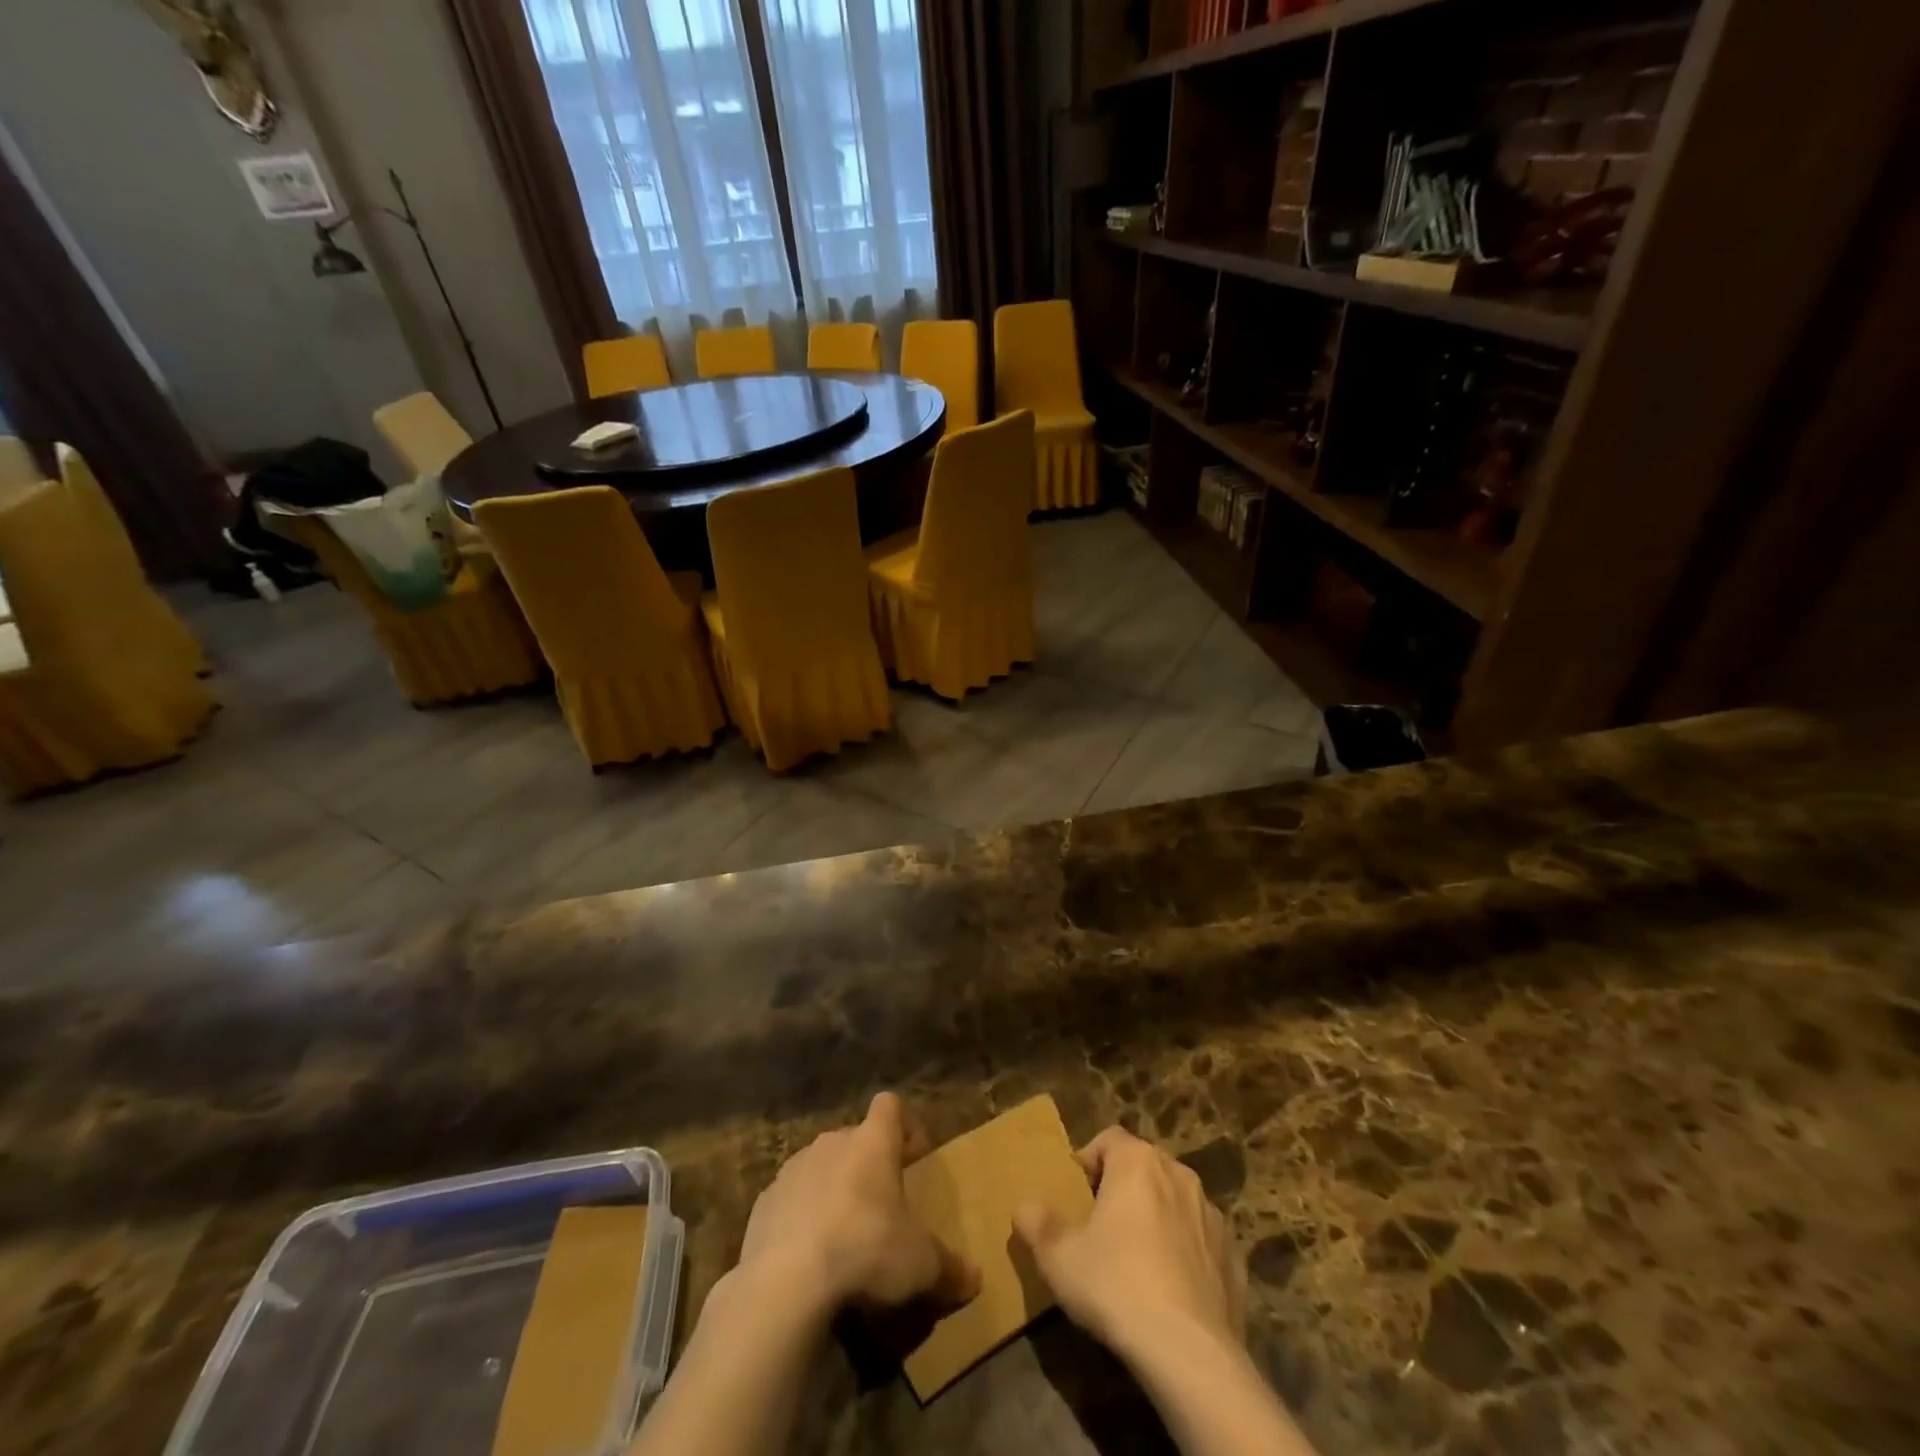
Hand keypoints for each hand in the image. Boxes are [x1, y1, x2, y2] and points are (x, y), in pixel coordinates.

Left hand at [734, 1091, 979, 1320]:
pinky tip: (808, 1258)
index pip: (890, 1106)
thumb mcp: (921, 1265)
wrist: (785, 1282)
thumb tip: (976, 1279)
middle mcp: (832, 1143)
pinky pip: (790, 1201)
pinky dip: (800, 1220)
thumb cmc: (866, 1251)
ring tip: (844, 1236)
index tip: (916, 1157)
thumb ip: (950, 1267)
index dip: (905, 1126)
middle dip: (869, 1166)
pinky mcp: (763, 1204)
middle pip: (855, 1139)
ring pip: (820, 1168)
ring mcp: (792, 1170)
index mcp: (872, 1142)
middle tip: (883, 1206)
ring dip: (833, 1191)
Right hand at [1013, 1126, 1245, 1363]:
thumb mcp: (1059, 1258)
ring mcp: (1212, 1215)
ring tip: (1136, 1259)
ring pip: (1175, 1201)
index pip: (1109, 1138)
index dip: (1089, 1160)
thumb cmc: (1117, 1286)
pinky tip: (1171, 1291)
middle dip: (1122, 1187)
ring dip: (1156, 1217)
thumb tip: (1023, 1208)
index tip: (1077, 1194)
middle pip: (1143, 1166)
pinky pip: (1201, 1241)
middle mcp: (1179, 1174)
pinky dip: (1186, 1254)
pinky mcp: (1234, 1257)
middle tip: (1101, 1225)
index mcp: (1138, 1162)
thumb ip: (1038, 1225)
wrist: (1191, 1354)